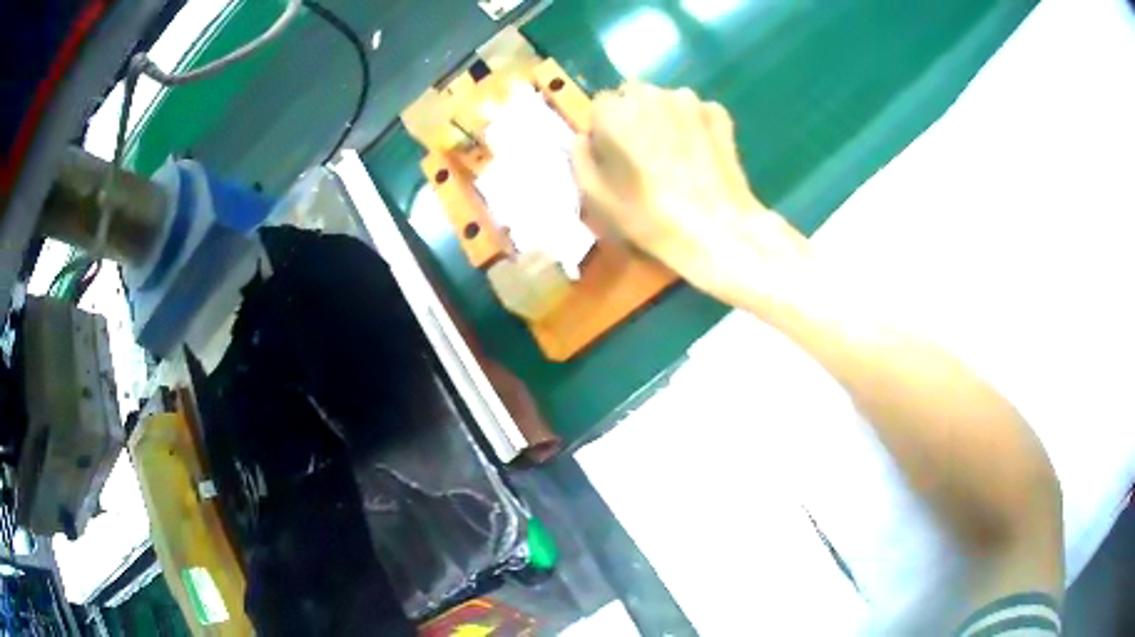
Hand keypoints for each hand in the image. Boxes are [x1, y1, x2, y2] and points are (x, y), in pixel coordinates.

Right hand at [572, 83, 811, 308]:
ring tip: (675, 155)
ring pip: (667, 101)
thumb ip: (580, 157)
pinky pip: (696, 112)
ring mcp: (689, 100)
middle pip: (634, 96)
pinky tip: (700, 155)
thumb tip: (583, 137)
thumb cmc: (649, 216)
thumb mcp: (595, 196)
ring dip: (665, 118)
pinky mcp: (718, 112)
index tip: (615, 156)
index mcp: (613, 111)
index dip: (606, 130)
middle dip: (635, 116)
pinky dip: (694, 125)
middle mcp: (650, 94)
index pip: (600, 106)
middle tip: (645, 154)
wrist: (716, 228)